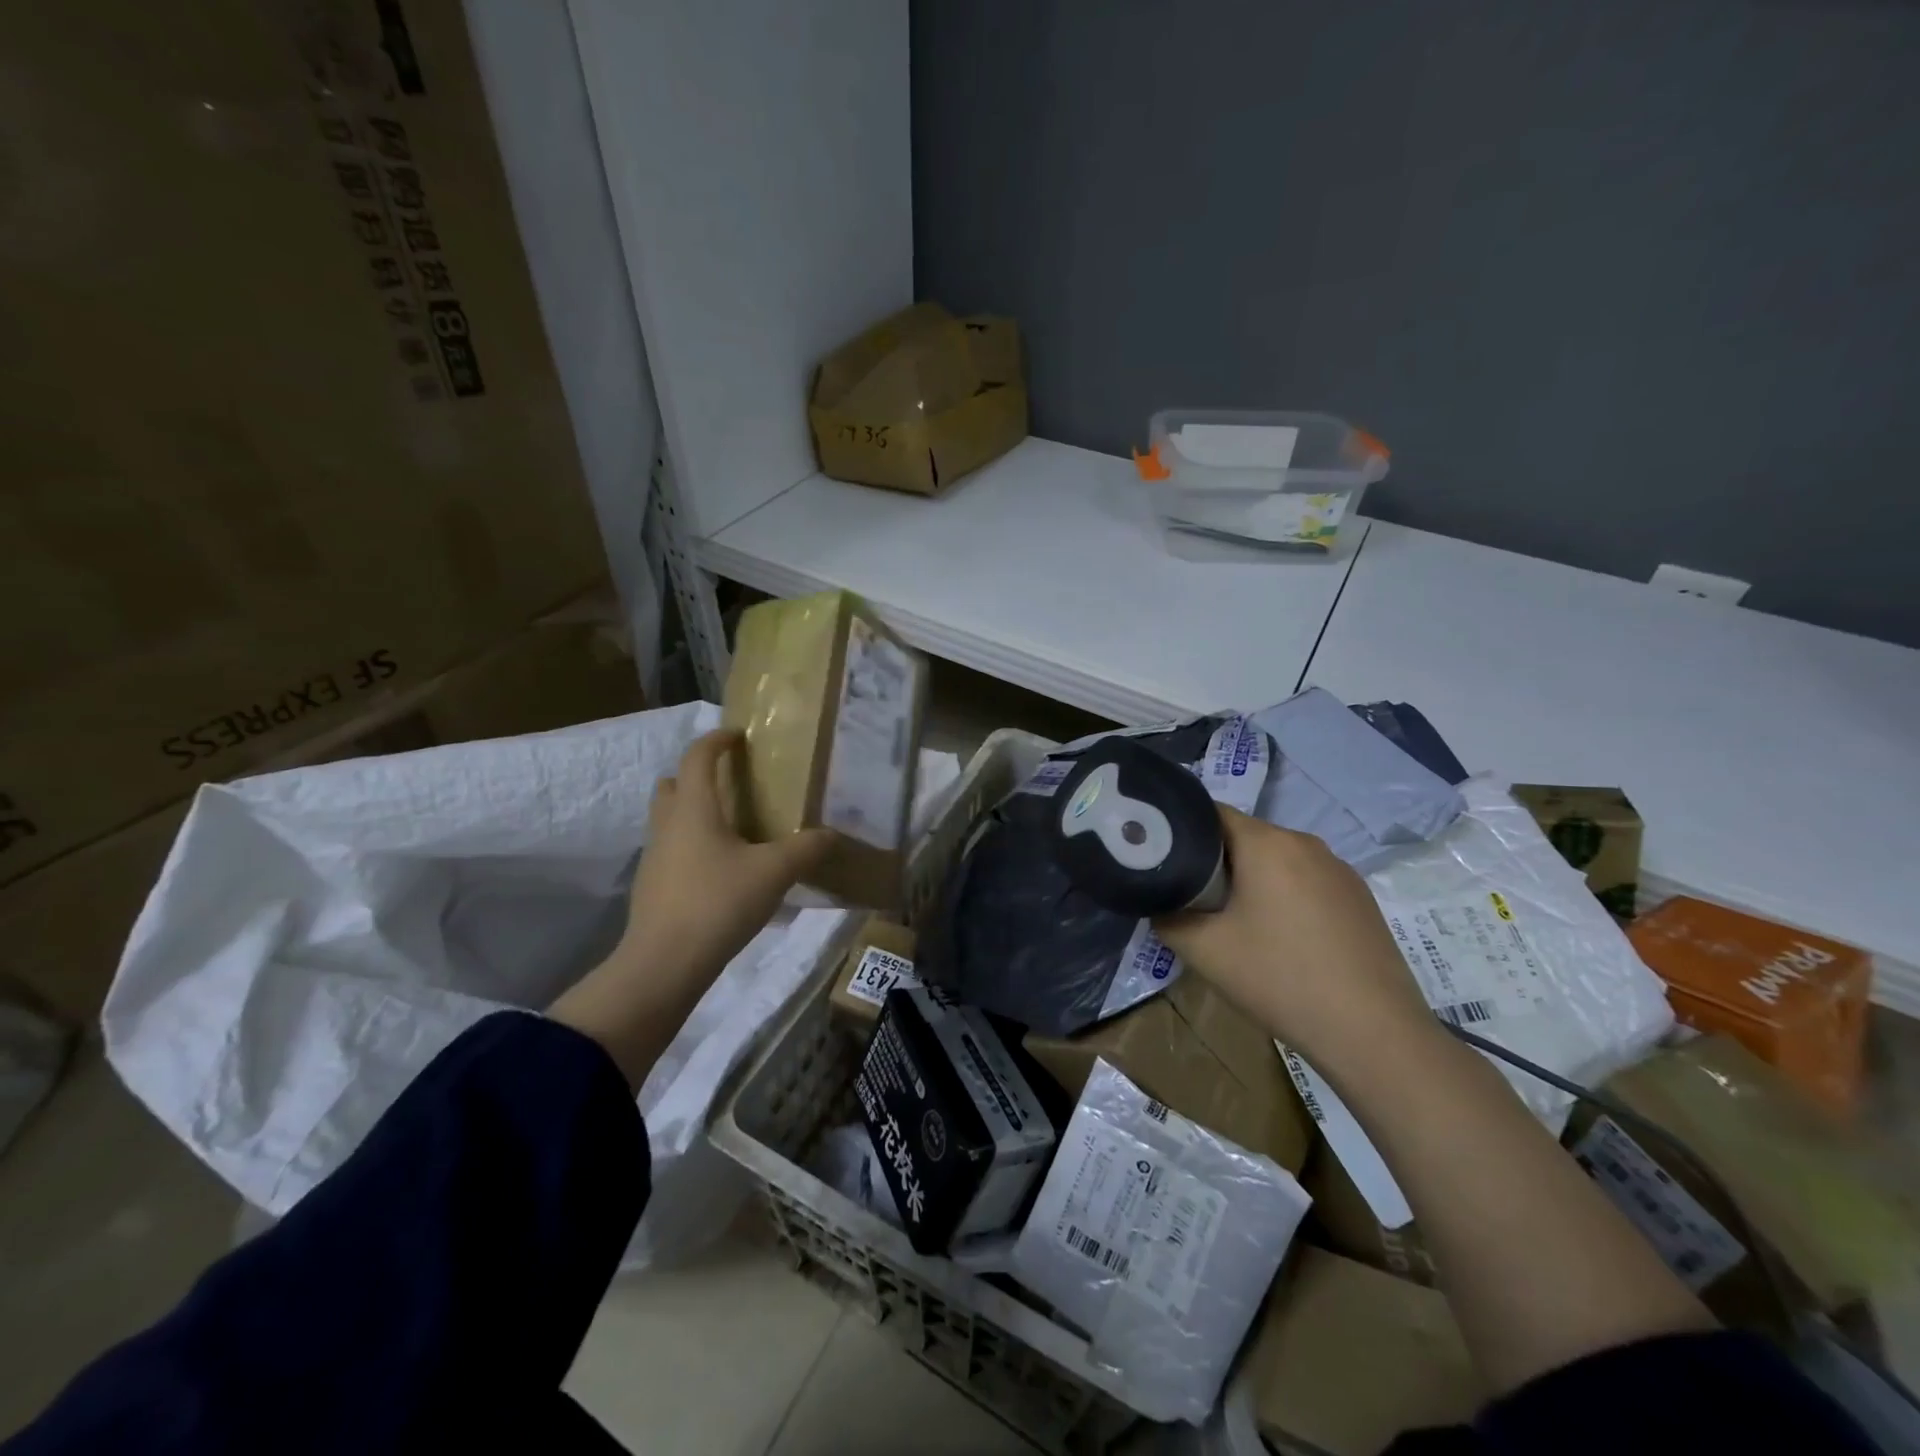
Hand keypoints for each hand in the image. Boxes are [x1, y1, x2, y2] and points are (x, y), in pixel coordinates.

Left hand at [612, 729, 833, 991]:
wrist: (664, 964)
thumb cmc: (718, 903)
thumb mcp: (773, 873)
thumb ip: (806, 849)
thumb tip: (831, 835)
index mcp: (694, 809)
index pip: (697, 758)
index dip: (716, 740)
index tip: (737, 736)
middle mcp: (668, 825)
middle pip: (671, 784)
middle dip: (695, 776)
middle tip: (728, 785)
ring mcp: (654, 857)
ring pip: (667, 819)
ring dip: (691, 812)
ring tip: (728, 828)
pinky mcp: (651, 887)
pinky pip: (670, 850)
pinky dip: (689, 845)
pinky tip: (717, 870)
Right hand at [1154, 806, 1439, 1073]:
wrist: (1373, 1033)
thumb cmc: (1280, 978)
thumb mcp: (1203, 950)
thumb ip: (1167, 918)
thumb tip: (1160, 906)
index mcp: (1268, 843)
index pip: (1211, 813)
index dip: (1181, 832)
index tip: (1163, 860)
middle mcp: (1307, 843)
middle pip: (1246, 837)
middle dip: (1215, 862)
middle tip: (1193, 900)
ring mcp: (1341, 870)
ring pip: (1278, 861)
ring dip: (1252, 881)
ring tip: (1236, 924)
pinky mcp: (1361, 899)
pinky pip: (1307, 882)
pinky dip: (1285, 897)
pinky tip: (1282, 940)